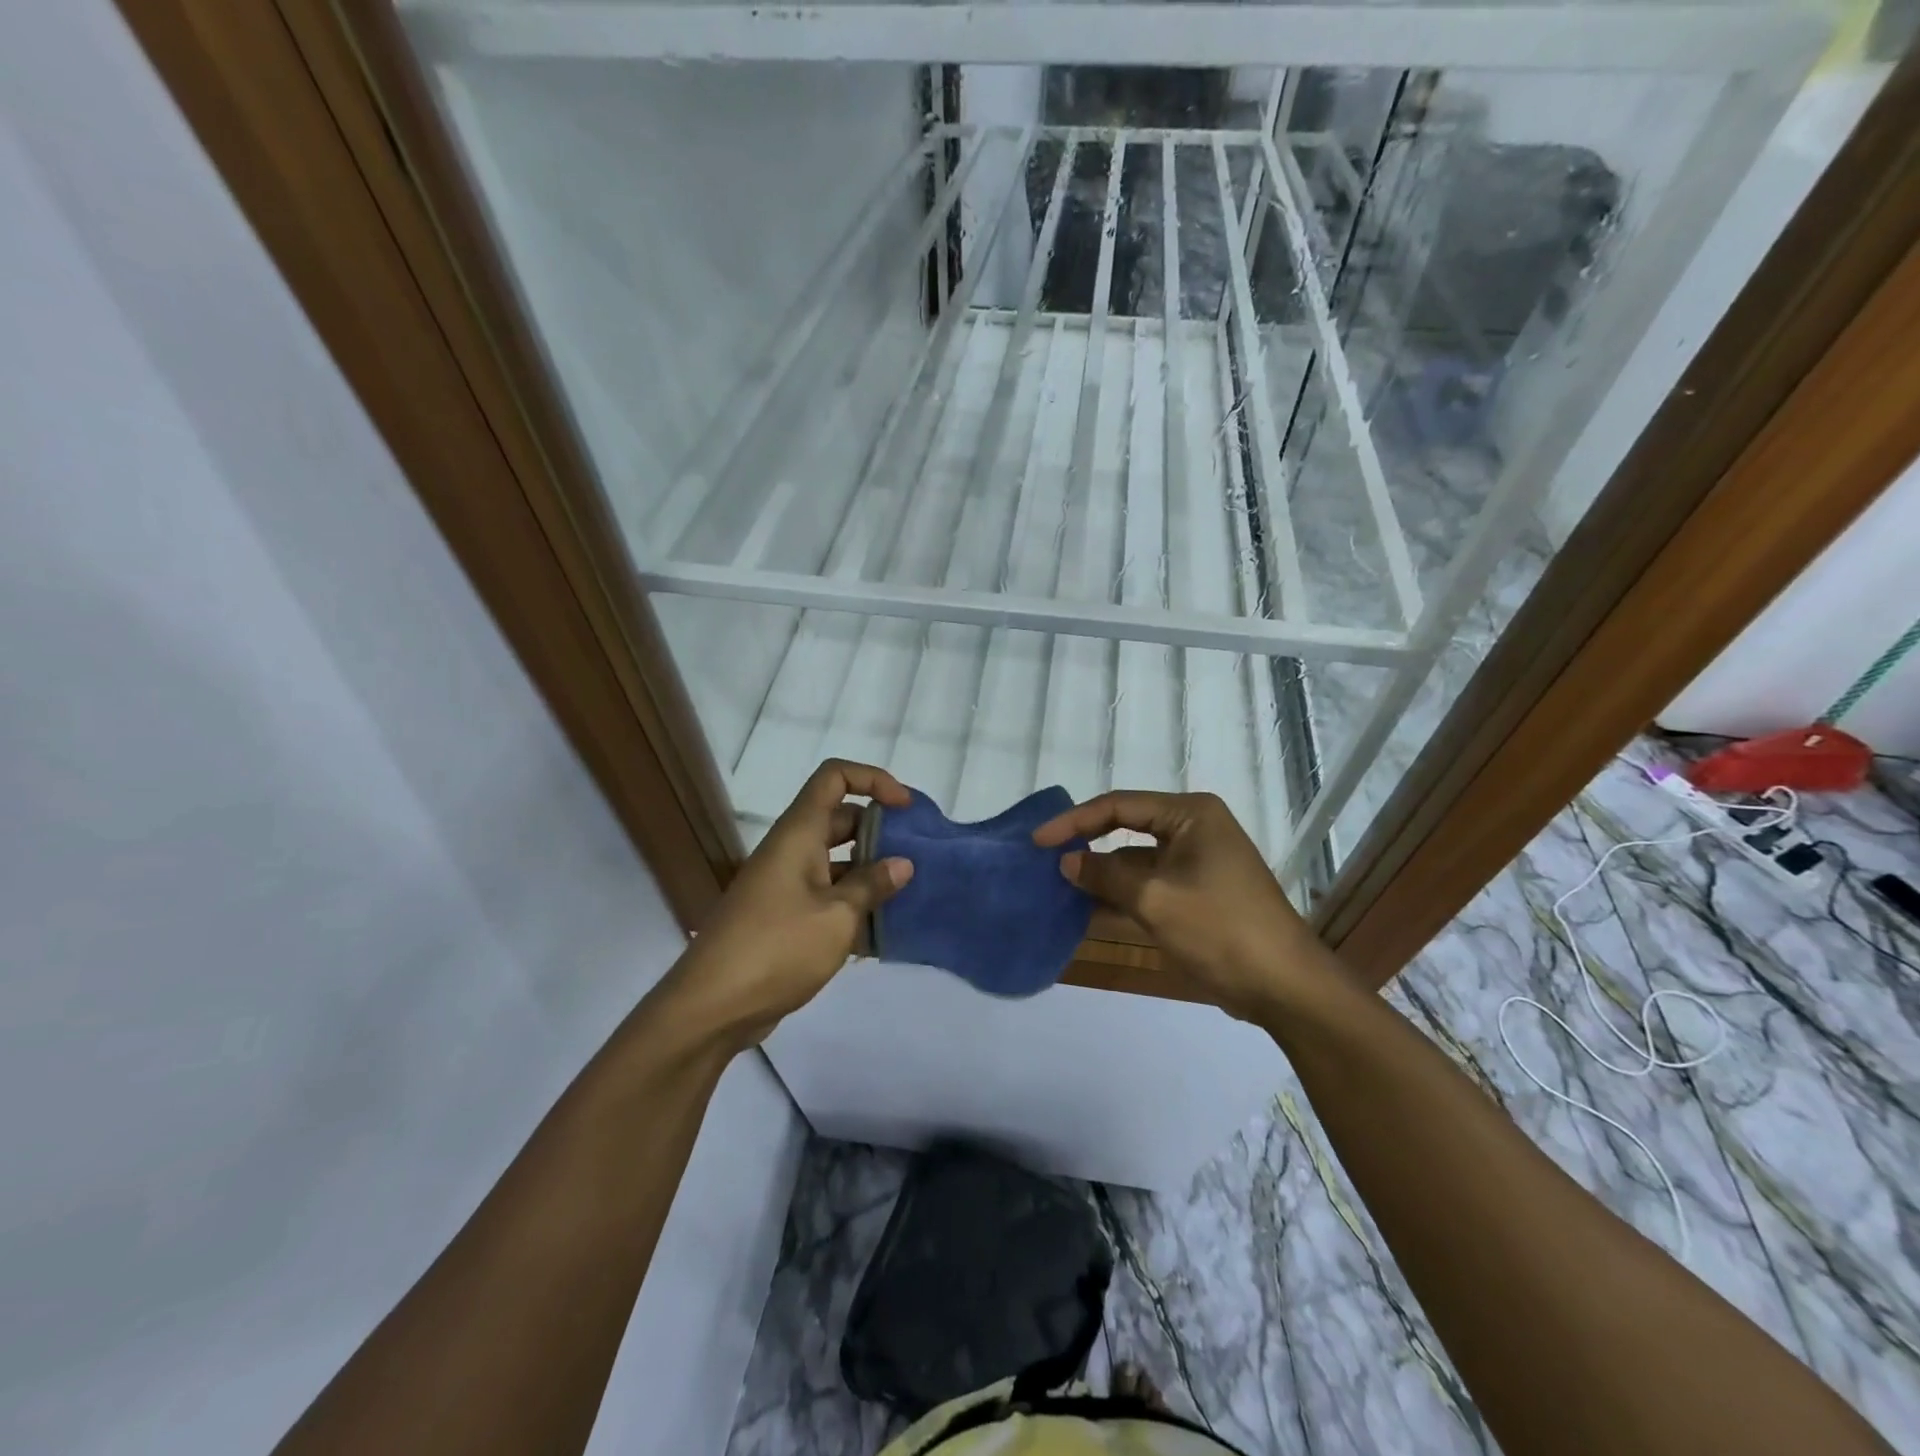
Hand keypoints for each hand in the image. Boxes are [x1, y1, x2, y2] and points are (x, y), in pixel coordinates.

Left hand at [667, 760, 913, 1047]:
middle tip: (917, 855)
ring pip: (837, 861)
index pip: (834, 777)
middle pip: (841, 819)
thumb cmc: (777, 948)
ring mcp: (786, 885)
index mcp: (799, 834)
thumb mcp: (837, 916)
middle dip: (880, 831)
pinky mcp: (785, 917)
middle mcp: (791, 850)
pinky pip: (827, 896)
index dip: (872, 780)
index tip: (904, 807)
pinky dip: (854, 905)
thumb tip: (902, 864)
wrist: (711, 1007)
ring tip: (909, 895)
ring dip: (871, 873)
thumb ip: (872, 886)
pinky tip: (883, 933)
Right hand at [1032, 790, 1339, 1017]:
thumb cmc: (1220, 930)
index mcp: (1190, 814)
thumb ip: (1105, 875)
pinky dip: (1121, 896)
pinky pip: (1149, 885)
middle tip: (1044, 860)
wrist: (1284, 987)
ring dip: (1101, 876)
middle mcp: (1193, 829)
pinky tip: (1086, 911)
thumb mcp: (1154, 899)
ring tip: (1057, 887)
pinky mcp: (1196, 893)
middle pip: (1126, 828)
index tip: (1038, 841)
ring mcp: (1196, 863)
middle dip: (1087, 846)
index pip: (1119, 805)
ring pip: (1135, 861)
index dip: (1074, 821)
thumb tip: (1066, 861)